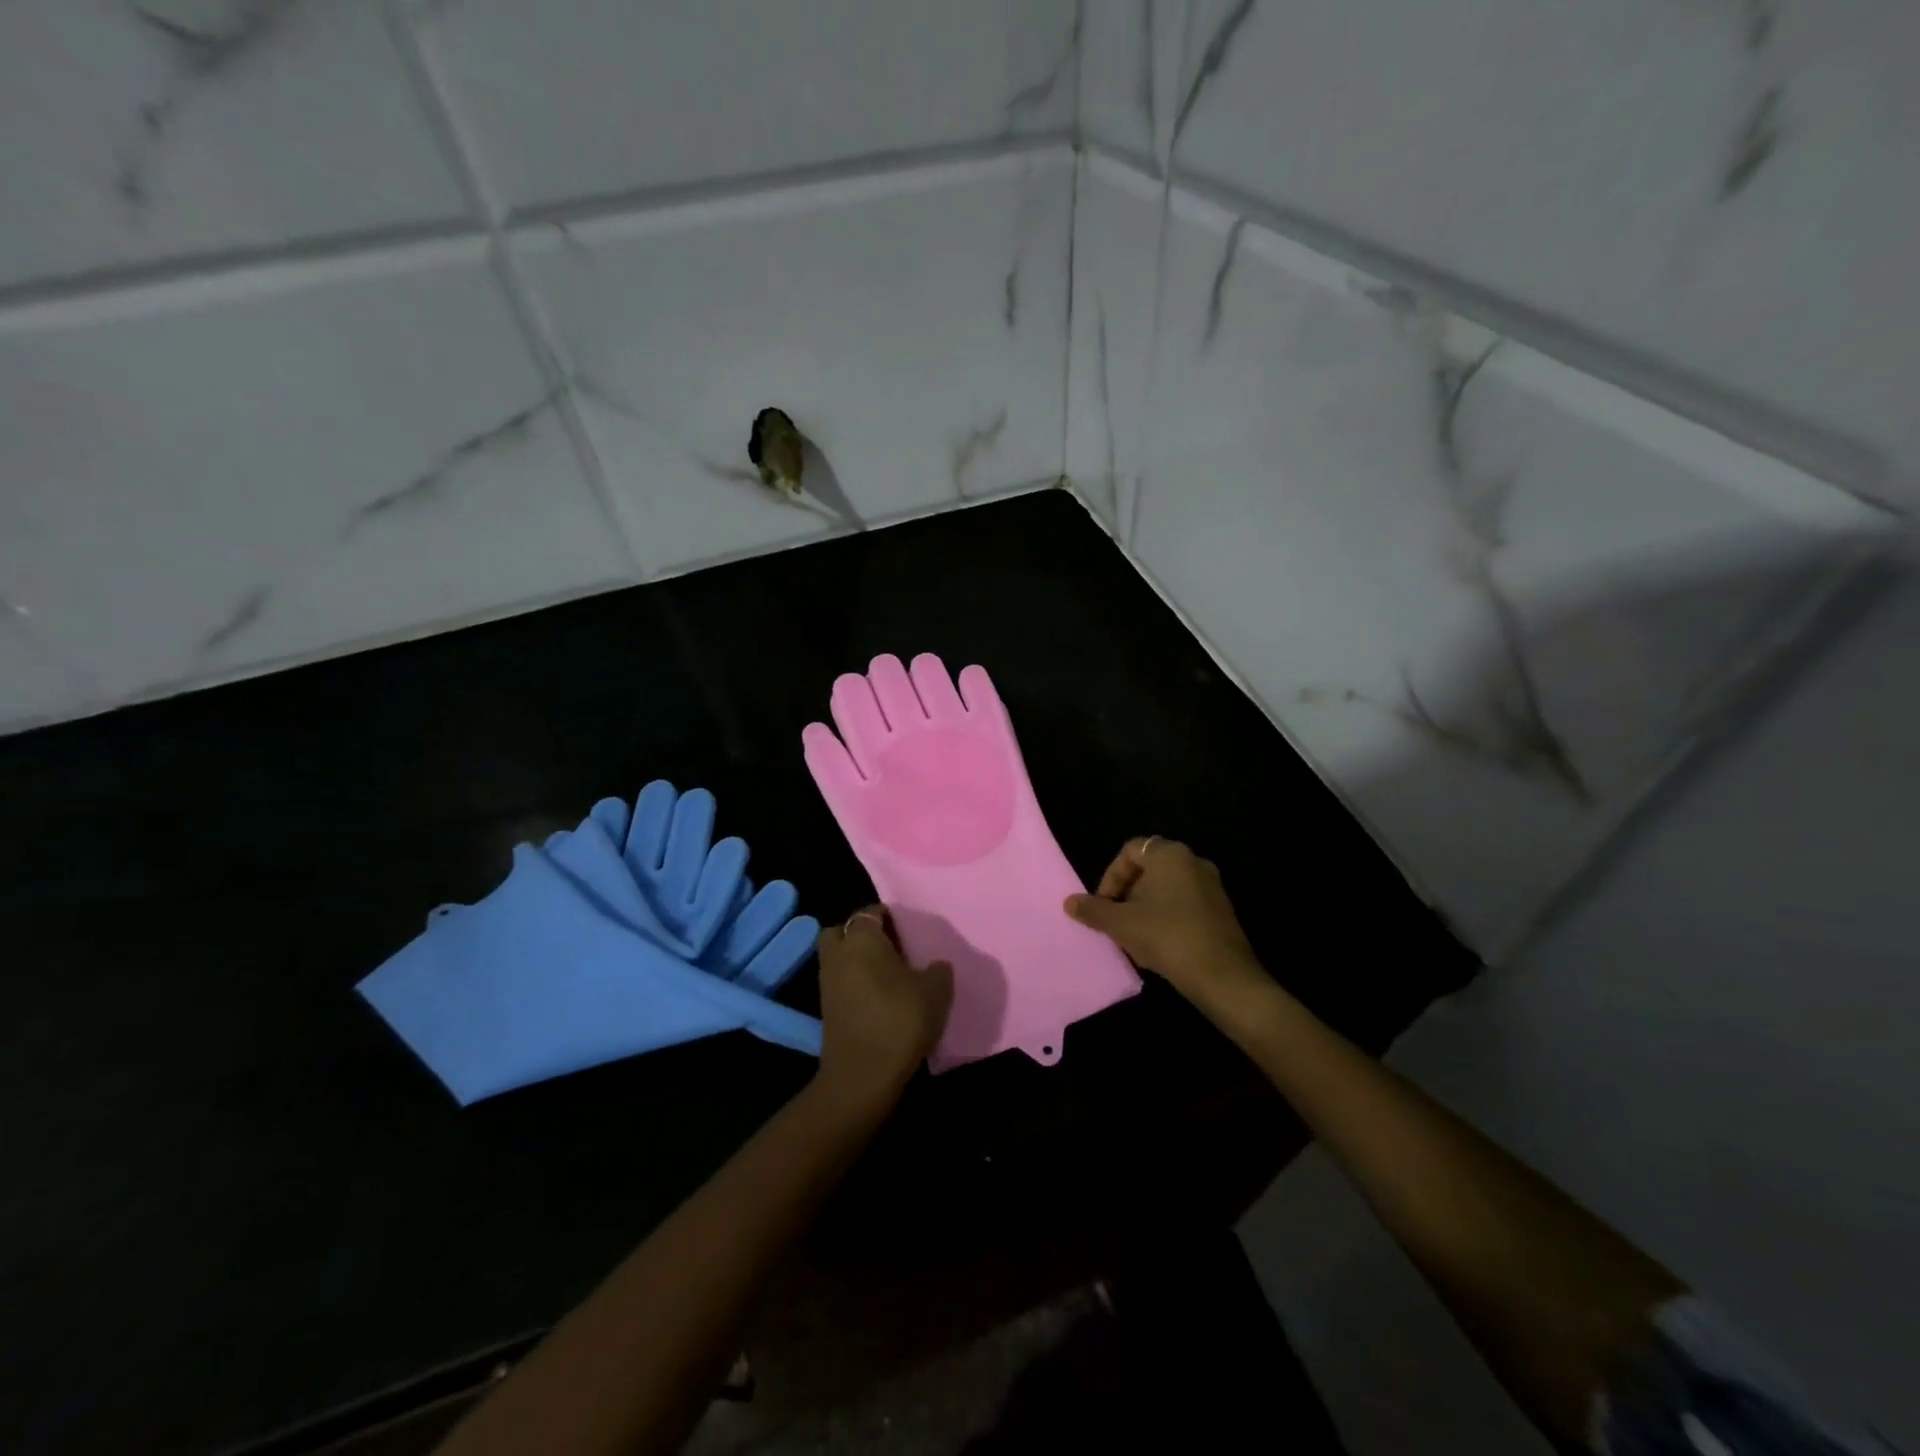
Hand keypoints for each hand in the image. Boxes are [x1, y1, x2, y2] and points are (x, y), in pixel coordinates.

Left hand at [812, 907, 953, 1110]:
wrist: (863, 1076)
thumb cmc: (900, 1020)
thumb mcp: (936, 990)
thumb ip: (938, 970)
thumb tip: (934, 965)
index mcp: (862, 938)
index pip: (872, 912)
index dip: (890, 917)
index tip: (909, 930)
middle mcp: (839, 953)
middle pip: (845, 931)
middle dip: (864, 934)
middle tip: (892, 947)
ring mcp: (827, 982)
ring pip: (840, 957)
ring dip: (858, 961)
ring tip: (890, 974)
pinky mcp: (826, 1009)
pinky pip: (841, 982)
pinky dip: (855, 984)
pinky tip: (881, 998)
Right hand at [1065, 838, 1261, 1008]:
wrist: (1223, 976)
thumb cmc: (1167, 936)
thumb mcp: (1121, 924)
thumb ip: (1093, 910)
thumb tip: (1069, 902)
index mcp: (1169, 854)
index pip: (1130, 850)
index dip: (1110, 876)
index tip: (1103, 904)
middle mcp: (1193, 862)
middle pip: (1149, 869)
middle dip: (1127, 894)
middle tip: (1115, 921)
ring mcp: (1211, 886)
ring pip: (1166, 889)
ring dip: (1144, 909)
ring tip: (1133, 938)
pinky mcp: (1221, 911)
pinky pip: (1184, 905)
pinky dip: (1165, 919)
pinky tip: (1157, 948)